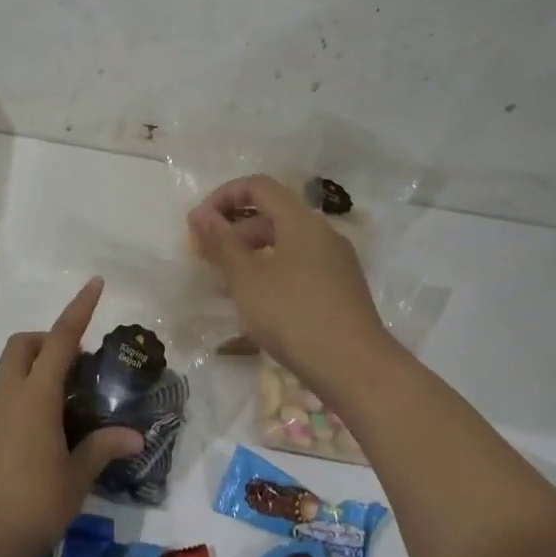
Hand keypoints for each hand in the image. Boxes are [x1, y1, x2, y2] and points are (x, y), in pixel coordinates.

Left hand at [0, 278, 143, 556]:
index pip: (61, 339)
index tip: (94, 283)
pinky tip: (27, 452)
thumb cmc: (34, 508)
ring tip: (56, 421)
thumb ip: (102, 450)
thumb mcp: (75, 479)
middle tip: (73, 368)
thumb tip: (135, 437)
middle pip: (22, 347)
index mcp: (35, 398)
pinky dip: (14, 410)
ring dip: (31, 380)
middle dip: (47, 342)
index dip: (79, 309)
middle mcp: (4, 398)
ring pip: (6, 379)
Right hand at [187, 175, 398, 393]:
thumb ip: (221, 243)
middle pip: (272, 214)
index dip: (224, 196)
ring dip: (251, 253)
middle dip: (234, 229)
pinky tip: (257, 303)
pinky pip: (299, 265)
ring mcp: (336, 262)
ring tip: (225, 284)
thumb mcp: (247, 279)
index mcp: (301, 221)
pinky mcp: (341, 289)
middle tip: (206, 257)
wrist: (356, 369)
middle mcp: (323, 233)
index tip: (199, 224)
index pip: (258, 186)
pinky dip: (272, 271)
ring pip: (285, 243)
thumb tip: (201, 214)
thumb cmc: (294, 316)